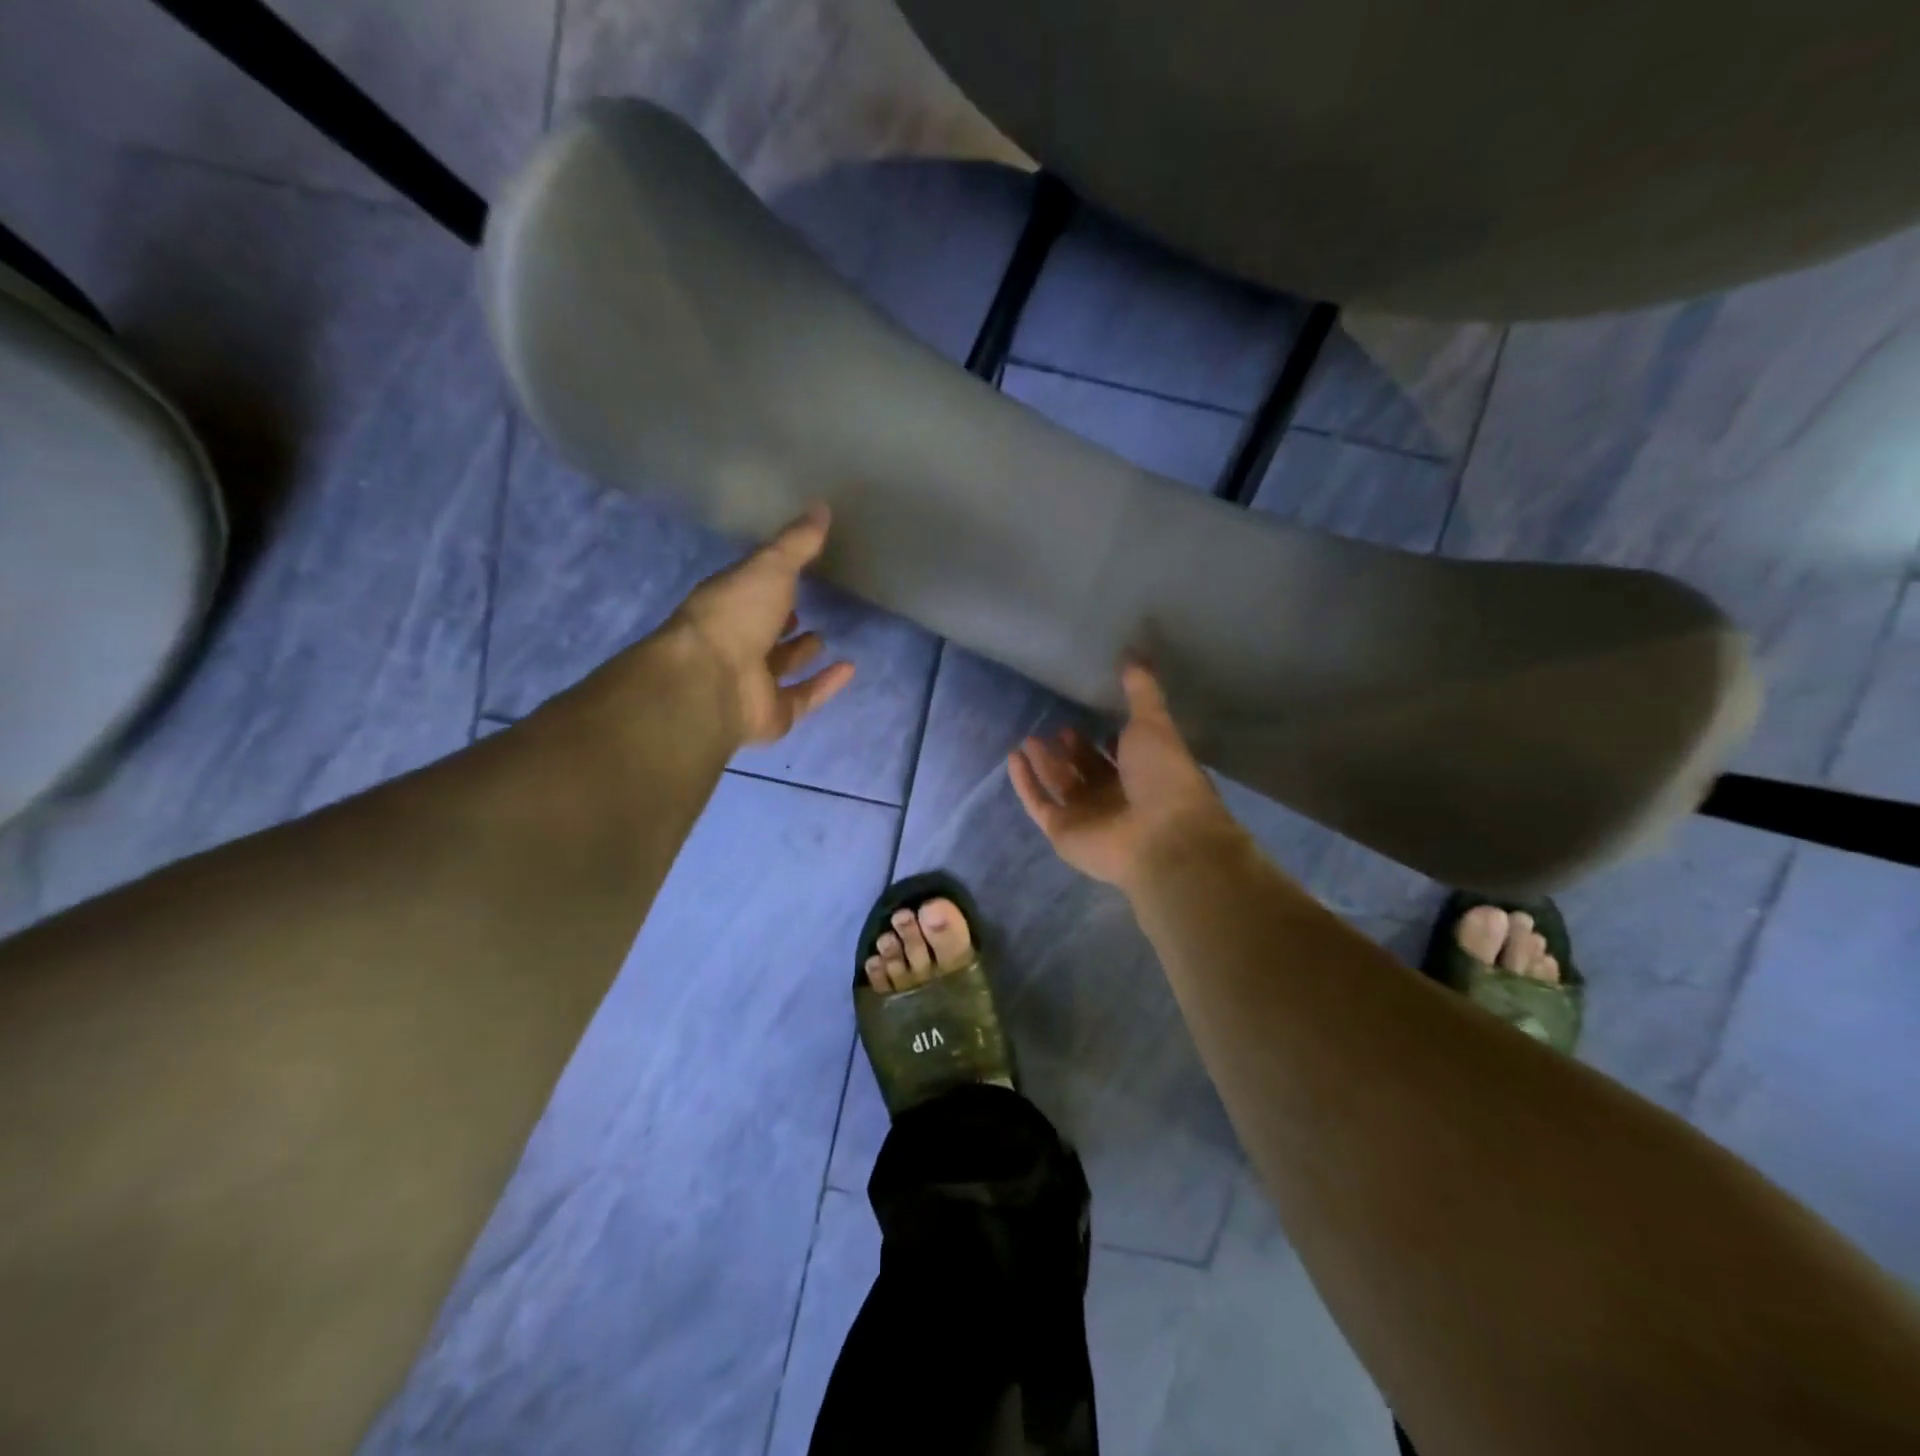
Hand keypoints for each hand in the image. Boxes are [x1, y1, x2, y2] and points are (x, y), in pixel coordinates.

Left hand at [662, 504, 855, 745]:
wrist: (713, 681)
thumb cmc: (736, 614)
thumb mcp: (770, 566)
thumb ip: (797, 542)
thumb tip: (822, 506)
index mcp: (726, 605)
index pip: (750, 590)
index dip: (769, 582)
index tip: (793, 571)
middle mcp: (735, 643)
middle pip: (761, 631)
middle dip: (780, 621)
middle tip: (803, 608)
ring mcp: (751, 682)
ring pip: (778, 667)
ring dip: (800, 653)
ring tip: (824, 636)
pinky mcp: (771, 714)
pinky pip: (803, 697)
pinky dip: (825, 684)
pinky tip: (849, 669)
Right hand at [1008, 661, 1244, 892]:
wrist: (1162, 836)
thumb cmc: (1163, 776)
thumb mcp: (1154, 722)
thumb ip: (1141, 691)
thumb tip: (1135, 653)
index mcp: (1145, 774)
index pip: (1121, 755)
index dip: (1107, 739)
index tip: (1089, 717)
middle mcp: (1116, 797)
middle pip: (1088, 771)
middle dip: (1071, 750)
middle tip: (1056, 726)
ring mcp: (1088, 817)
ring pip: (1060, 785)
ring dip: (1045, 763)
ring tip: (1029, 738)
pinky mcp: (1062, 832)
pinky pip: (1038, 803)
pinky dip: (1025, 782)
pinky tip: (1014, 758)